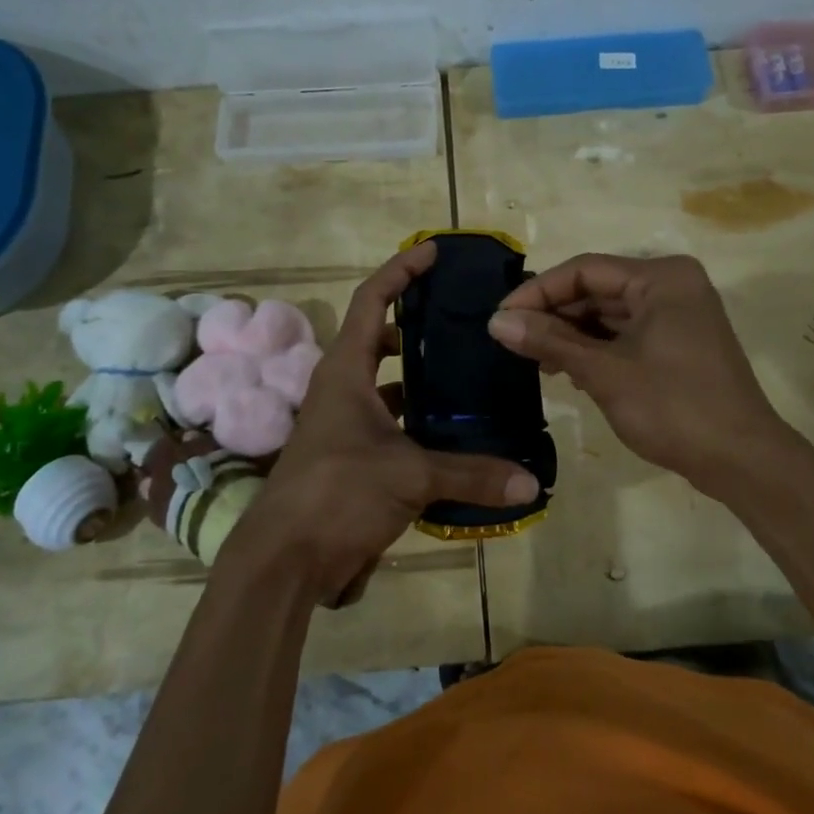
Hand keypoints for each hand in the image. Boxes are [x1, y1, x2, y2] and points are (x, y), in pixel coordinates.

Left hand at [216, 242, 541, 607]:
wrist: (284, 560)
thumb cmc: (337, 493)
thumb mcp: (409, 477)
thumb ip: (471, 475)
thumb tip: (530, 483)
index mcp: (345, 371)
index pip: (370, 300)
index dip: (401, 271)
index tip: (434, 253)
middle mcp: (341, 389)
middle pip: (377, 339)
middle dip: (415, 325)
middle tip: (462, 321)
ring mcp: (343, 424)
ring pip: (386, 385)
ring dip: (419, 377)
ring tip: (467, 373)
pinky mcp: (350, 457)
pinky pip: (389, 424)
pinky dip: (417, 422)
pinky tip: (452, 433)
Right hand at [487, 253, 786, 490]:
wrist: (742, 461)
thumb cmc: (674, 407)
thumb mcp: (605, 372)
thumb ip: (550, 341)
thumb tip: (496, 321)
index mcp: (661, 278)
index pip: (585, 270)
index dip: (538, 292)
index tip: (500, 318)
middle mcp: (672, 286)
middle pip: (597, 289)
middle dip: (554, 315)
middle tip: (511, 340)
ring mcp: (678, 315)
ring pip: (609, 313)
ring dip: (571, 334)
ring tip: (534, 359)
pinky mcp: (678, 343)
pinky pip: (626, 333)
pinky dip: (595, 348)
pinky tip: (566, 368)